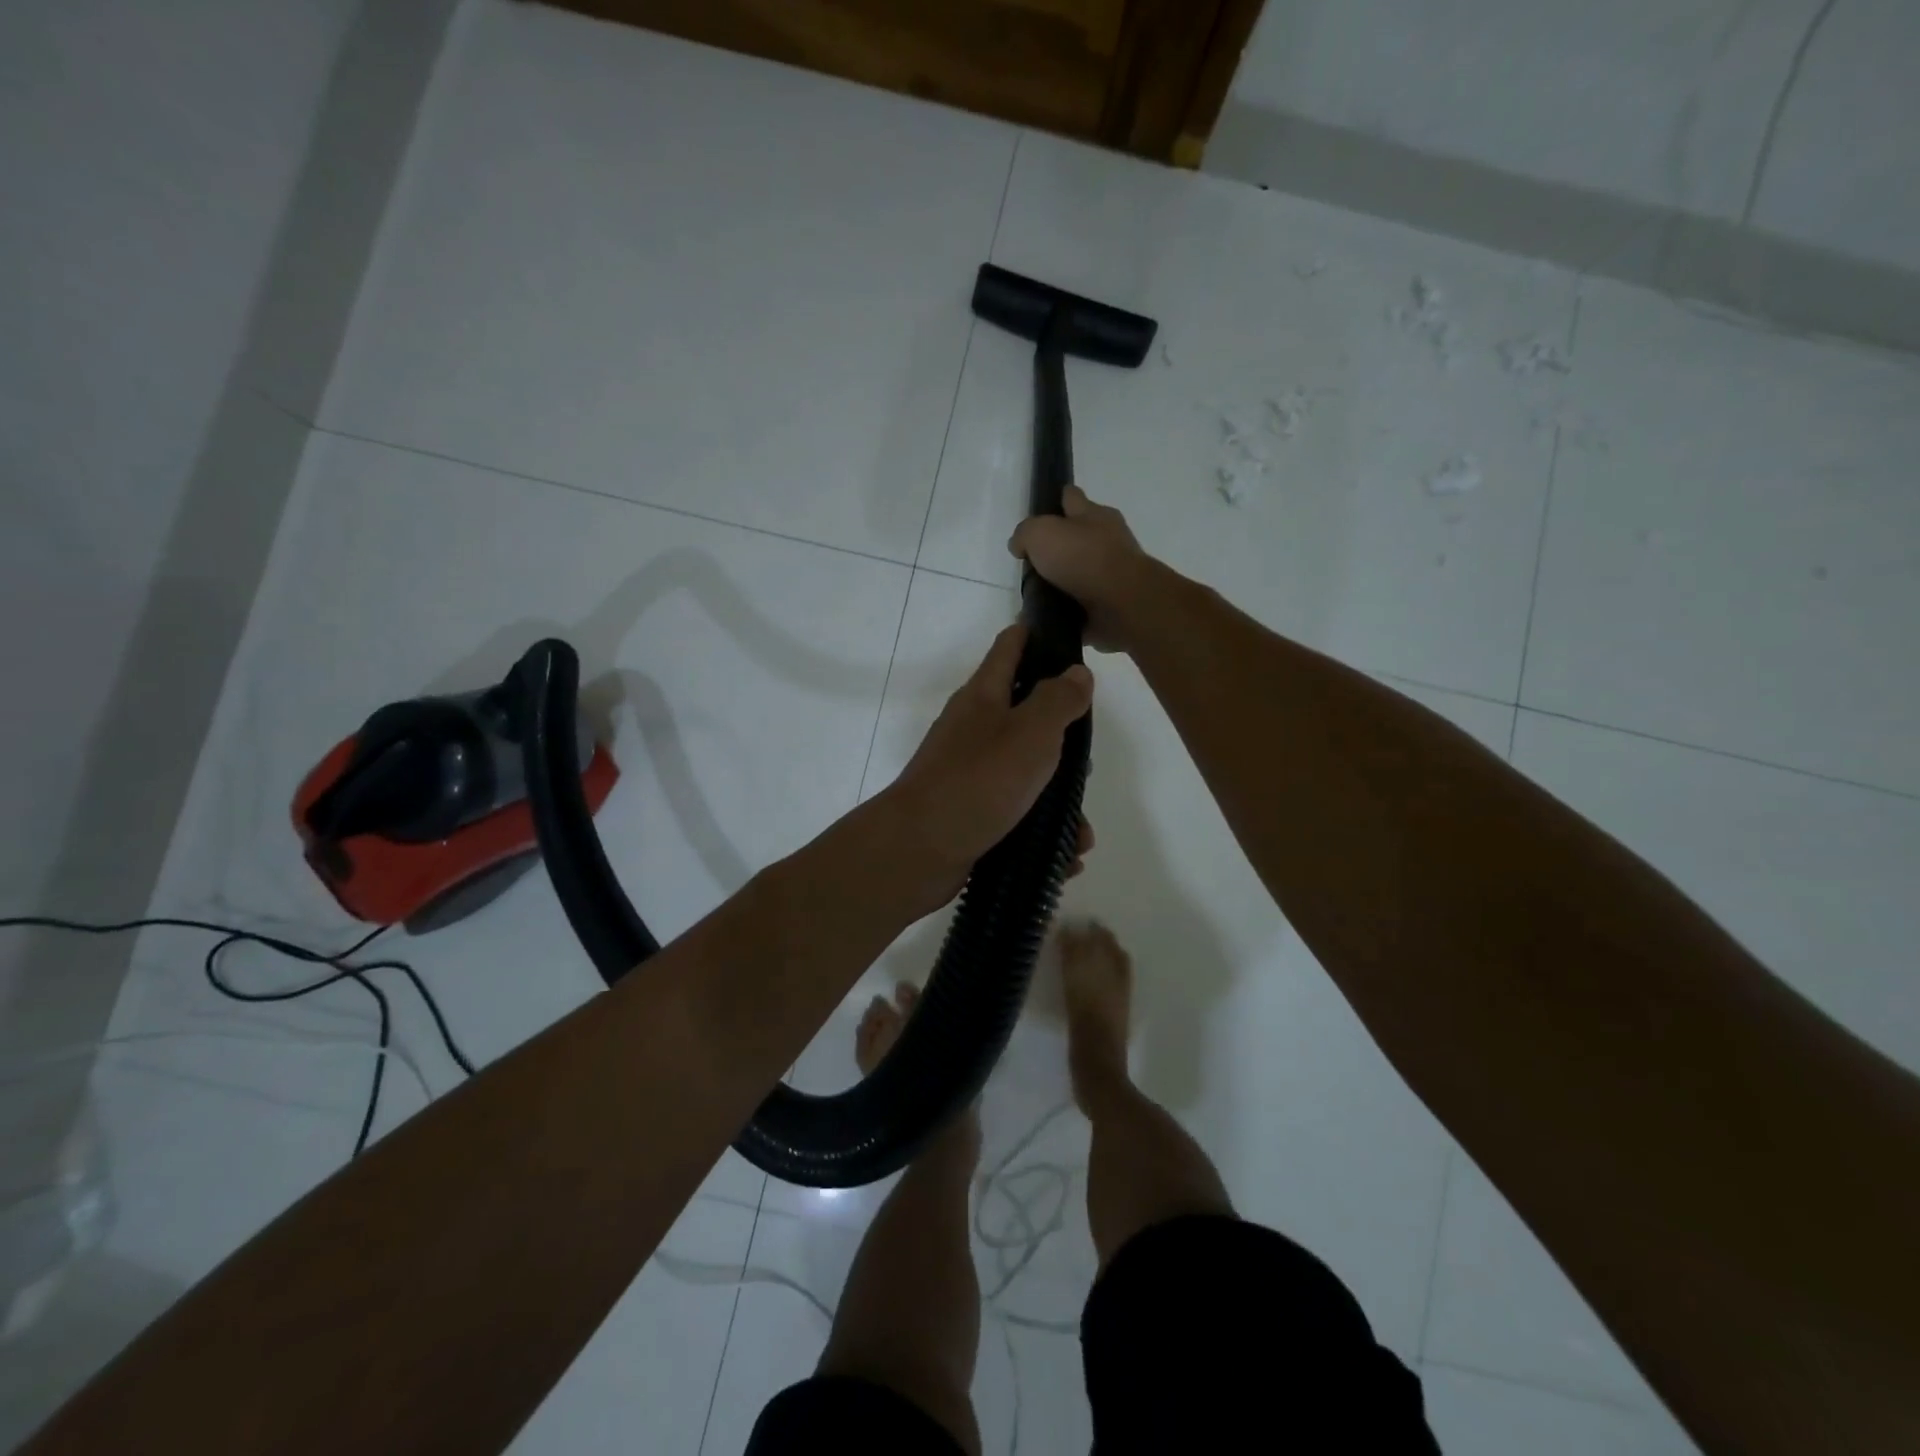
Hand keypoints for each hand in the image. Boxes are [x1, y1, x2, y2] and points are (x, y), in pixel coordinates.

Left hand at [883, 624, 1094, 905]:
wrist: (918, 850)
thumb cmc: (978, 781)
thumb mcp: (1030, 733)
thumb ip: (1058, 700)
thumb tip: (1076, 673)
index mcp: (984, 697)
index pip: (1010, 646)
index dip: (1037, 634)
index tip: (1070, 637)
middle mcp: (973, 729)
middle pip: (1024, 715)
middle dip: (1061, 737)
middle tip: (1085, 759)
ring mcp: (969, 772)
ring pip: (1026, 773)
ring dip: (1058, 800)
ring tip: (1081, 832)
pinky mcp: (970, 812)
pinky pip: (1016, 815)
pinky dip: (1041, 833)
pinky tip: (1065, 858)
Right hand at [1008, 486, 1161, 652]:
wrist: (1121, 604)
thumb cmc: (1082, 558)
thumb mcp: (1041, 533)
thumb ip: (1025, 534)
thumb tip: (1020, 546)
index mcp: (1095, 515)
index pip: (1071, 498)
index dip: (1055, 501)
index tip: (1039, 513)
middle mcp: (1107, 541)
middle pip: (1076, 539)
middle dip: (1056, 548)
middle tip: (1029, 563)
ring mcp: (1110, 576)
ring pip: (1077, 575)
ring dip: (1058, 584)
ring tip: (1030, 597)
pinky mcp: (1109, 606)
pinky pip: (1079, 608)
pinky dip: (1063, 613)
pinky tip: (1042, 619)